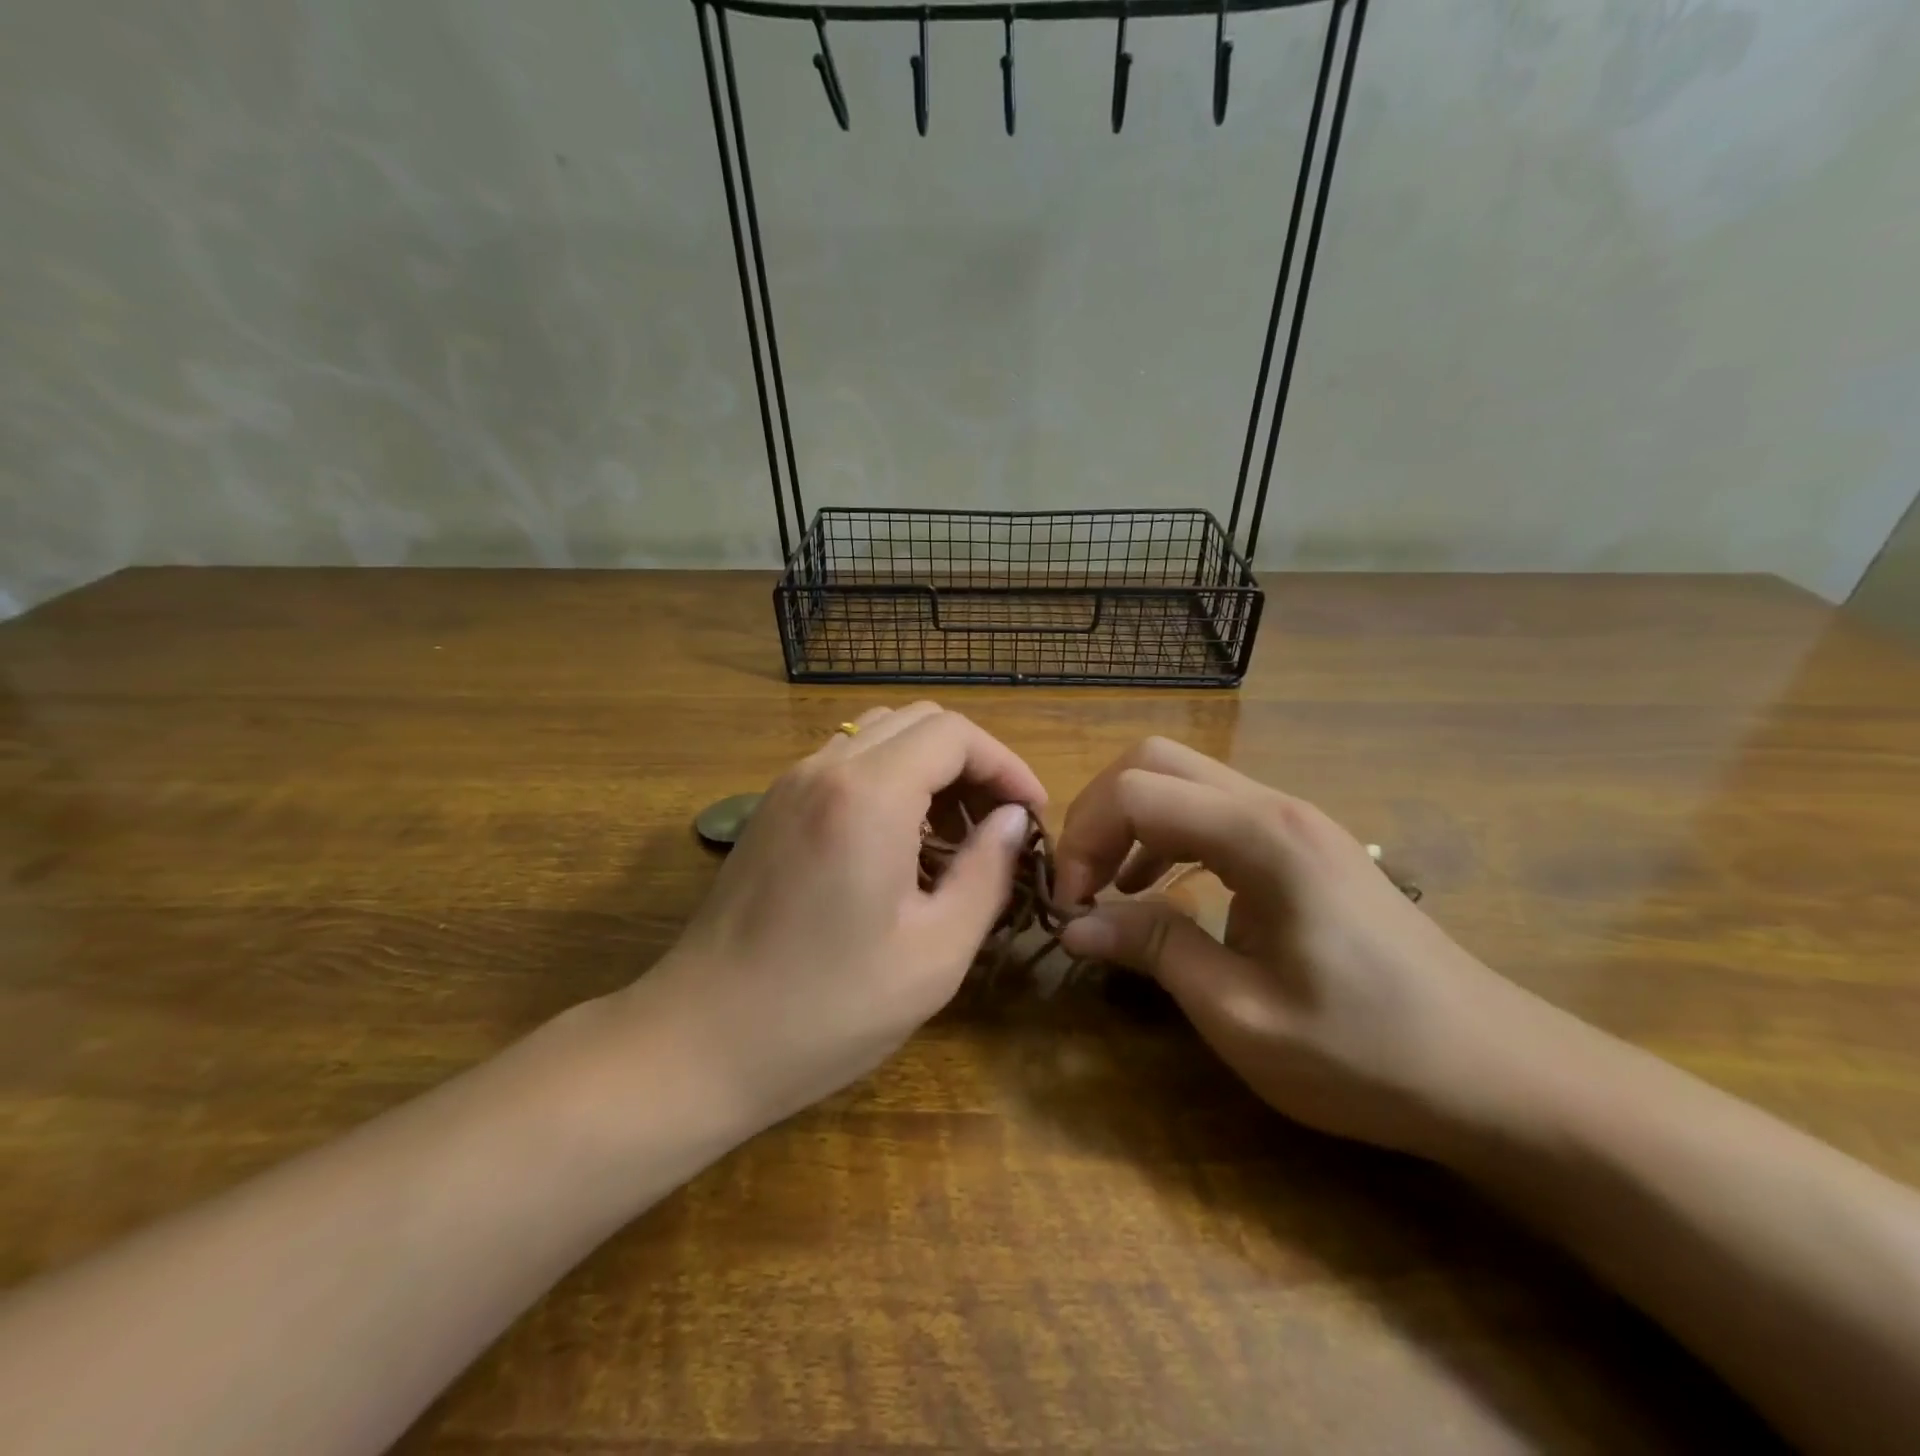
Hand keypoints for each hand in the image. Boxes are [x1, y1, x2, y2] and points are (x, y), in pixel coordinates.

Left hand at [637, 703, 1041, 1134]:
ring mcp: (789, 784)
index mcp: (868, 795)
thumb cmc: (828, 1009)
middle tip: (997, 824)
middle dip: (971, 761)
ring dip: (928, 767)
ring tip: (953, 835)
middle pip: (918, 721)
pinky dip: (888, 779)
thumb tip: (1012, 821)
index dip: (1006, 764)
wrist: (699, 1042)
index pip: (955, 734)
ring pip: (879, 734)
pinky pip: (845, 763)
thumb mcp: (935, 952)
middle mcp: (825, 769)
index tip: (1030, 814)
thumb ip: (986, 872)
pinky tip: (899, 842)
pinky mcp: (771, 808)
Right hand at [1054, 738, 1578, 1159]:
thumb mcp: (1243, 1016)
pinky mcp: (1303, 844)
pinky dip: (1167, 836)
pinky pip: (1213, 811)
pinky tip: (1160, 890)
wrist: (1500, 1073)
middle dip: (1100, 812)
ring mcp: (1294, 820)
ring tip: (1109, 887)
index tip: (1070, 904)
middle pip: (1155, 760)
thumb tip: (1073, 924)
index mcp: (1261, 837)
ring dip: (1131, 821)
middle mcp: (1275, 807)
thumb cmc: (1369, 1053)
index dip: (1083, 839)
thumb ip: (1154, 952)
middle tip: (1081, 882)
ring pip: (1183, 779)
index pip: (1137, 792)